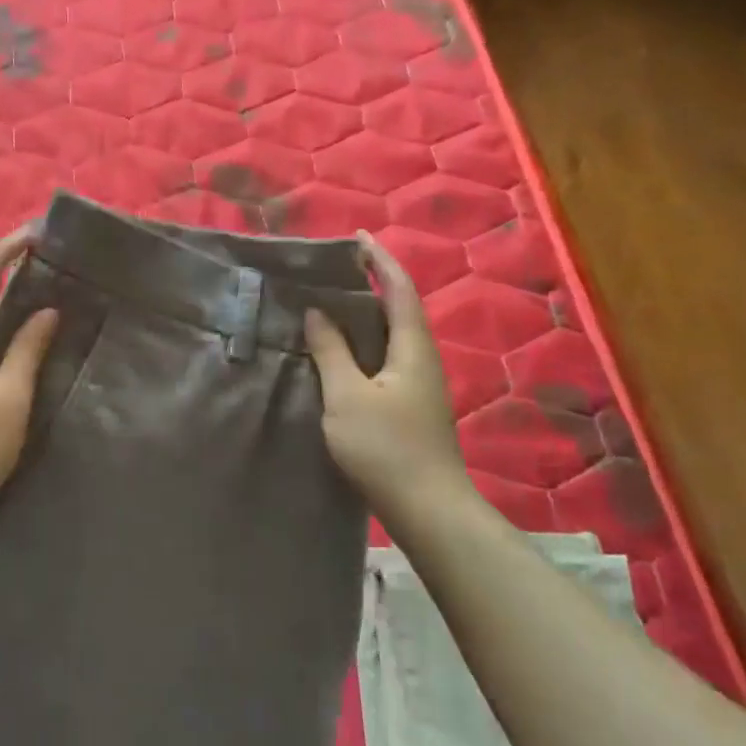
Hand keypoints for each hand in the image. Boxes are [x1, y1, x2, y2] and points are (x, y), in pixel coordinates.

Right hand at [304, 231, 475, 538]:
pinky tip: (341, 353)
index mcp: (412, 347)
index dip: (379, 260)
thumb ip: (331, 351)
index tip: (357, 237)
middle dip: (371, 282)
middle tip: (334, 269)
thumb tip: (317, 312)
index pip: (398, 289)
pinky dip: (363, 342)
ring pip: (392, 335)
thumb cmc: (386, 447)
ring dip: (366, 314)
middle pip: (398, 308)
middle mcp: (422, 358)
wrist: (428, 509)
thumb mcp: (347, 396)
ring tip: (331, 303)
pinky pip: (386, 357)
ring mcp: (419, 384)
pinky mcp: (411, 405)